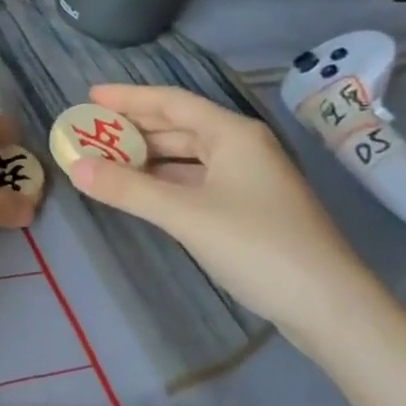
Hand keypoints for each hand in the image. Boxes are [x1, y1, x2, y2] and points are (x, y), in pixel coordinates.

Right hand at [67, 84, 378, 336]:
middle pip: (179, 127)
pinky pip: (196, 181)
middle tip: (91, 131)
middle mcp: (242, 148)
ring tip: (107, 160)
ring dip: (149, 157)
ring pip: (188, 157)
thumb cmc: (258, 246)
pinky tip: (143, 192)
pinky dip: (166, 181)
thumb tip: (74, 166)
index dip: (129, 98)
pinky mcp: (250, 209)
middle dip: (135, 129)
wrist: (331, 308)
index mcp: (233, 134)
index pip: (171, 102)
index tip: (90, 97)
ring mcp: (250, 179)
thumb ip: (127, 189)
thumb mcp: (185, 215)